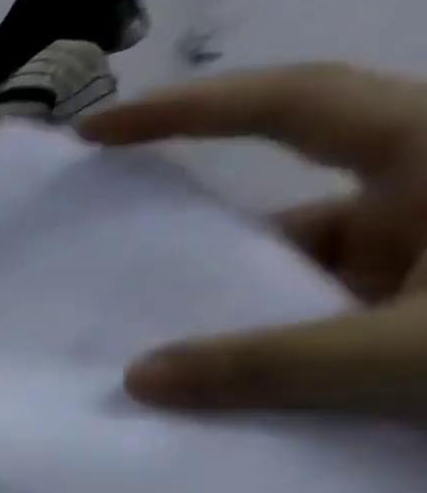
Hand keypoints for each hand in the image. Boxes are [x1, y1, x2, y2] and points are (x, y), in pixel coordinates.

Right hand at [80, 63, 426, 419]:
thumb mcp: (418, 354)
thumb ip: (271, 366)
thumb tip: (141, 378)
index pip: (292, 105)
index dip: (189, 110)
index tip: (97, 133)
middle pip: (286, 209)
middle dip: (202, 256)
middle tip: (112, 290)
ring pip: (312, 272)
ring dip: (245, 317)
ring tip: (170, 367)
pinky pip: (341, 314)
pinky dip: (291, 348)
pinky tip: (245, 387)